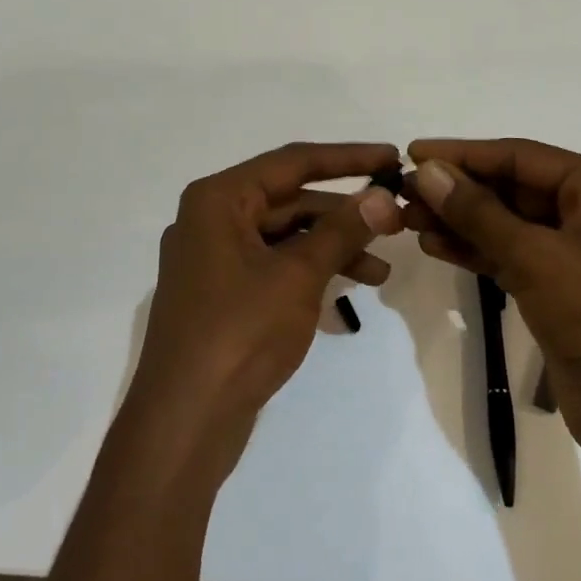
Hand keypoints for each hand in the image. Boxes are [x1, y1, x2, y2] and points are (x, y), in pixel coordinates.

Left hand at [126, 143, 404, 452]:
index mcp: (218, 200)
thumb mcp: (298, 276)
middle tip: (396, 221)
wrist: (184, 423)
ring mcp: (213, 260)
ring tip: (381, 274)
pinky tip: (347, 296)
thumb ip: (342, 231)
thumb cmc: (239, 334)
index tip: (393, 157)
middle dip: (343, 214)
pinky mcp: (221, 295)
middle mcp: (211, 220)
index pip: (293, 162)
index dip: (347, 158)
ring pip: (284, 238)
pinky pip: (273, 268)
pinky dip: (309, 274)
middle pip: (289, 201)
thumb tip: (383, 196)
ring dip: (332, 249)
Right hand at [402, 138, 580, 478]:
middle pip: (511, 187)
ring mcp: (573, 251)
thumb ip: (477, 211)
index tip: (412, 153)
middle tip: (402, 192)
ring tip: (408, 219)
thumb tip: (426, 171)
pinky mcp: (557, 287)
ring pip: (505, 223)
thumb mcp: (535, 257)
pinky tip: (433, 245)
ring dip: (459, 221)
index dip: (463, 154)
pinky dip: (473, 250)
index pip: (520, 156)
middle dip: (458, 190)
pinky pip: (508, 255)